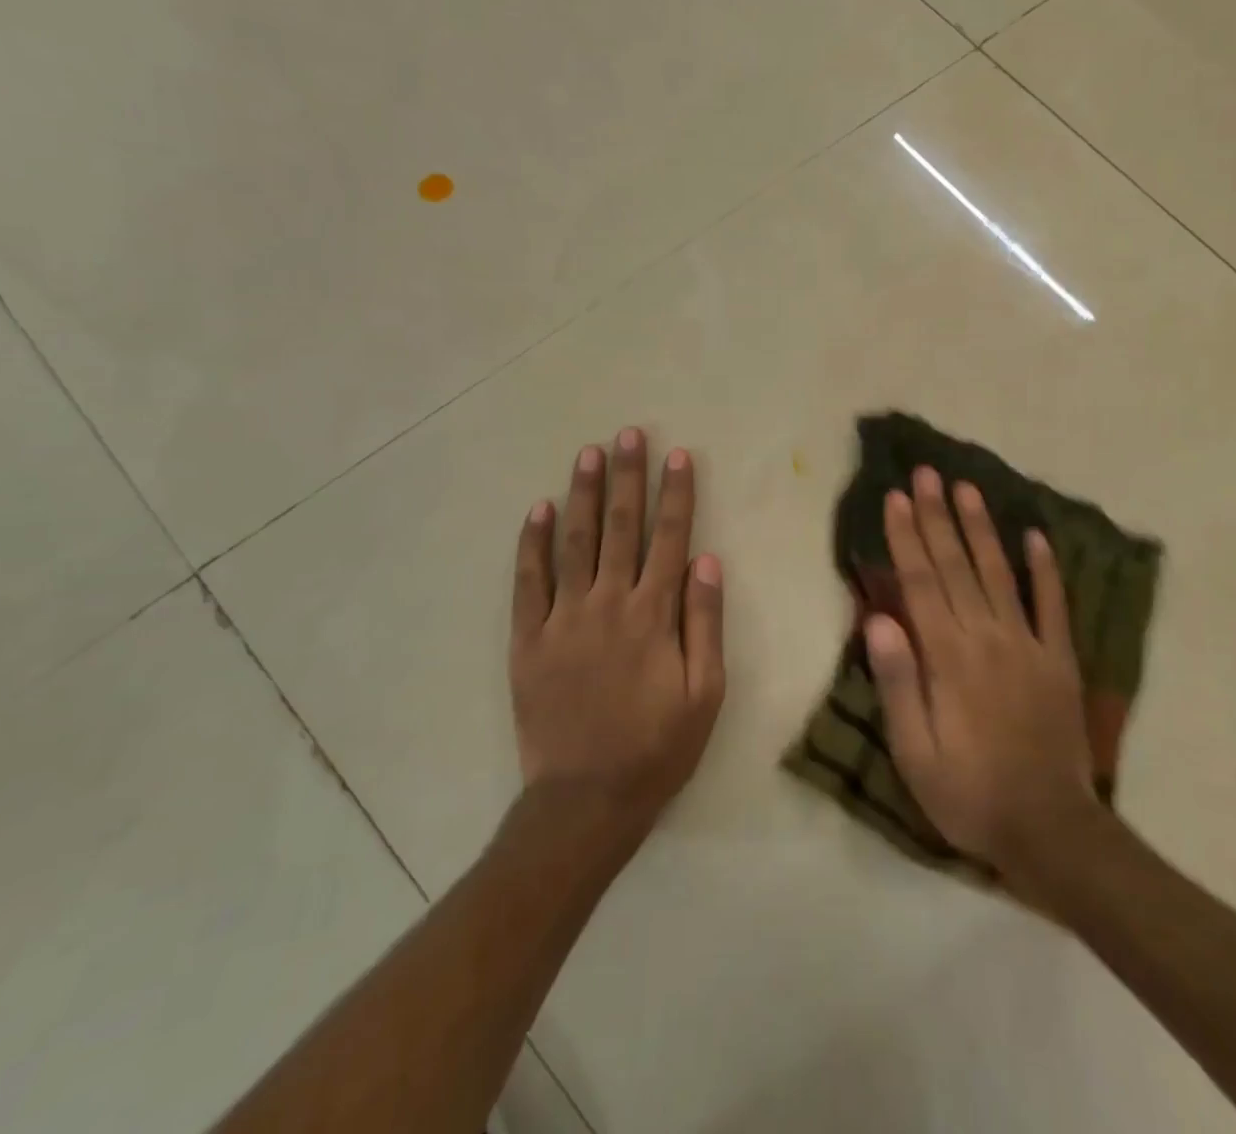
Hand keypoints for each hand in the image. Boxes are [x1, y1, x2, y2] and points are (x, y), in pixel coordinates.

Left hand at [509, 429, 724, 842]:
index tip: (678, 456)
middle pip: (620, 527)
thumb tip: (708, 560)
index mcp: (653, 615)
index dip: (676, 494)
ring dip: (582, 494)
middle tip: (628, 434)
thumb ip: (705, 623)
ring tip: (588, 453)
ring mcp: (563, 618)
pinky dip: (531, 544)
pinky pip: (528, 582)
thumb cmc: (657, 747)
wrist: (586, 801)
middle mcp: (608, 603)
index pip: (669, 539)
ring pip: (574, 542)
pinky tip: (536, 509)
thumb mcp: (705, 693)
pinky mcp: (528, 639)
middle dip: (627, 477)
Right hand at [864, 466, 1095, 876]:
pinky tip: (1036, 537)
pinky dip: (1045, 569)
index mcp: (948, 657)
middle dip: (938, 515)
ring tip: (968, 488)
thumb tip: (878, 619)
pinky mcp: (1060, 659)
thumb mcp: (914, 752)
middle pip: (957, 565)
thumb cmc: (968, 793)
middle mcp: (987, 637)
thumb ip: (897, 682)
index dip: (906, 538)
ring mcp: (1029, 644)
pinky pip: (1053, 605)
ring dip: (982, 528)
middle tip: (927, 473)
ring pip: (999, 573)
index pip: (921, 583)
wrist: (1050, 830)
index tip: (895, 498)